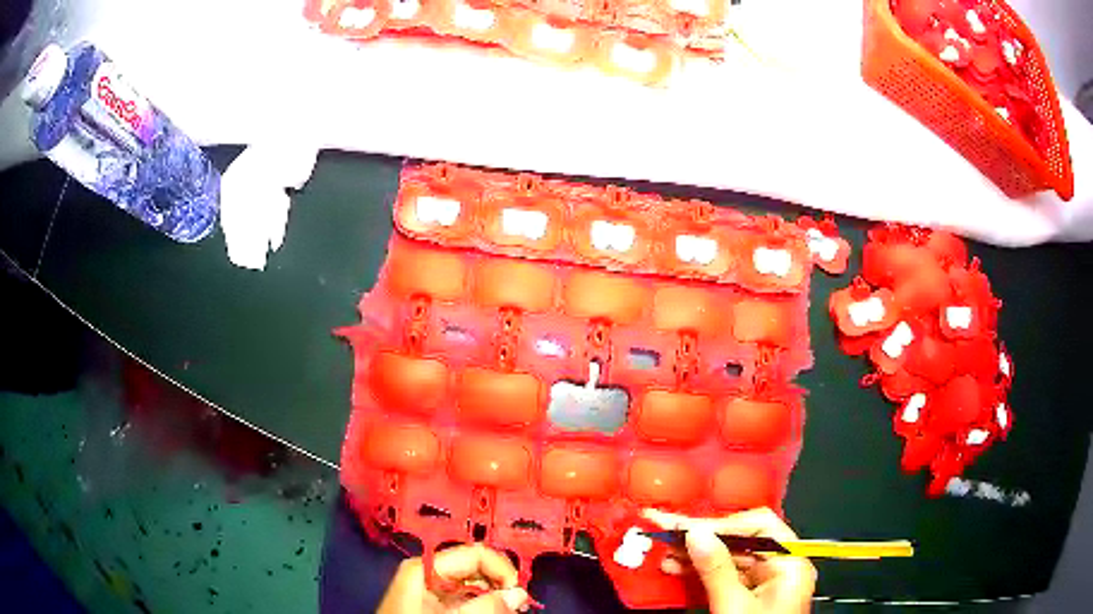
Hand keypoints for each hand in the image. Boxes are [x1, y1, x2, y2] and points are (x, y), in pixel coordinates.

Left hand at [377, 544, 530, 613]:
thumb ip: (486, 606)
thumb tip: (519, 593)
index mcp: (425, 567)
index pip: (475, 554)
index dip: (502, 570)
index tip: (518, 594)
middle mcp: (427, 571)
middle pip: (474, 567)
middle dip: (499, 585)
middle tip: (516, 607)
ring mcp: (428, 587)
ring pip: (472, 584)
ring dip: (492, 597)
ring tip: (505, 612)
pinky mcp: (431, 602)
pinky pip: (463, 596)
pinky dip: (480, 605)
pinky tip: (489, 613)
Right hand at [644, 508, 815, 613]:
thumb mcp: (734, 606)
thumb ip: (717, 569)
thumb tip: (697, 534)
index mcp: (790, 565)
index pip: (760, 527)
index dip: (724, 525)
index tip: (689, 526)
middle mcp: (779, 570)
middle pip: (740, 543)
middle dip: (702, 541)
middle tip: (669, 533)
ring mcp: (763, 586)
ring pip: (727, 561)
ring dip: (694, 558)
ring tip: (665, 554)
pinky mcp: (747, 600)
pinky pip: (722, 579)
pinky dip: (698, 575)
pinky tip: (676, 570)